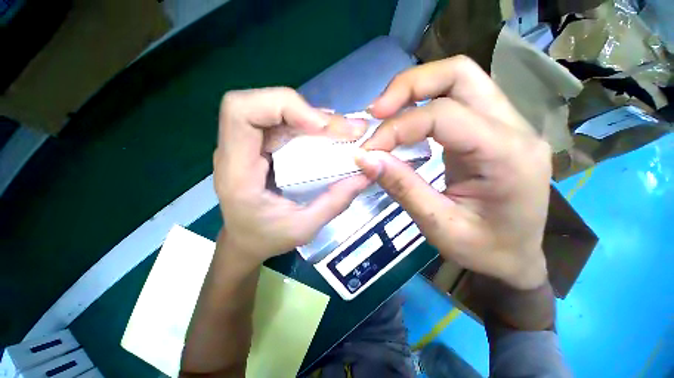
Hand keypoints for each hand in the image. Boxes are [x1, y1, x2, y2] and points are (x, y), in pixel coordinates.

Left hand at [214, 87, 369, 265]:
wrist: (244, 241)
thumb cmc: (267, 238)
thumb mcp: (305, 228)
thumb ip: (336, 202)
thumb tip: (367, 174)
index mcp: (237, 172)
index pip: (241, 112)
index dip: (283, 106)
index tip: (321, 126)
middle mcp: (236, 151)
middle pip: (258, 102)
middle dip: (302, 108)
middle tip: (339, 128)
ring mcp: (247, 145)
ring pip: (273, 108)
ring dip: (309, 115)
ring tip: (340, 130)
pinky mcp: (259, 145)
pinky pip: (281, 122)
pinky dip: (306, 122)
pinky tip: (326, 134)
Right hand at [356, 56, 551, 289]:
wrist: (516, 258)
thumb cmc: (483, 250)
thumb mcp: (438, 225)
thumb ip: (402, 187)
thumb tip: (365, 159)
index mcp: (507, 155)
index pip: (443, 115)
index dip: (397, 127)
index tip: (368, 149)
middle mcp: (514, 128)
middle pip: (459, 74)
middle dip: (409, 86)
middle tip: (376, 111)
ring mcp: (507, 124)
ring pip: (459, 79)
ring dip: (415, 90)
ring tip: (385, 113)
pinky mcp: (493, 129)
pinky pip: (457, 99)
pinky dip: (424, 102)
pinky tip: (405, 122)